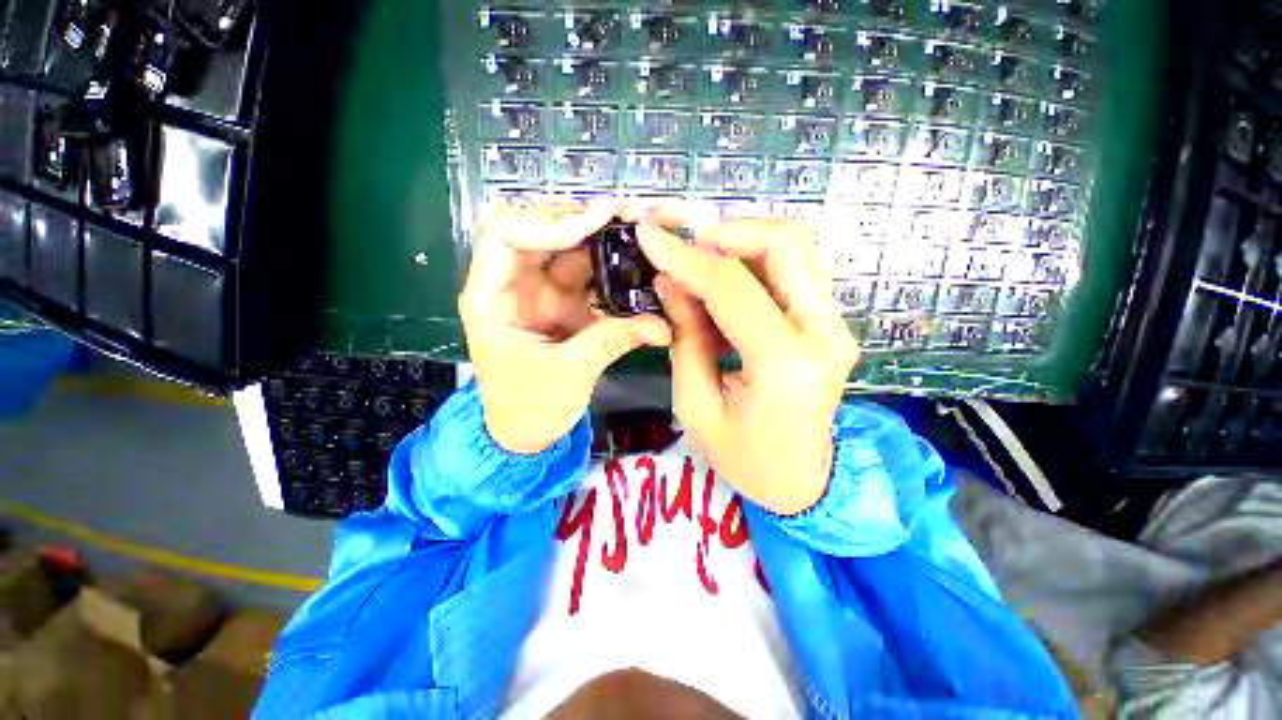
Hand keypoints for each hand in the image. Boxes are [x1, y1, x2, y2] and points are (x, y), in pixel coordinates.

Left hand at [460, 202, 672, 453]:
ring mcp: (539, 292)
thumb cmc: (530, 407)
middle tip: (628, 214)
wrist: (525, 433)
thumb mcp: (571, 373)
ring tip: (639, 227)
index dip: (550, 222)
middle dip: (583, 218)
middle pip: (539, 231)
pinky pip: (585, 274)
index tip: (598, 221)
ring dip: (601, 237)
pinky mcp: (563, 303)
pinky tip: (635, 258)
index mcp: (491, 297)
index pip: (506, 235)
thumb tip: (664, 326)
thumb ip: (615, 340)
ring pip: (567, 248)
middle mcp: (512, 284)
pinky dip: (609, 265)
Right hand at [633, 209, 858, 514]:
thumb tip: (669, 281)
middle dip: (726, 232)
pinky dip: (754, 261)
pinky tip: (723, 280)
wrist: (802, 480)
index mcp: (784, 365)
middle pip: (785, 244)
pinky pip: (793, 269)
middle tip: (684, 244)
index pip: (733, 288)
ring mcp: (834, 324)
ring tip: (700, 260)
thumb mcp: (696, 405)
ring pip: (795, 247)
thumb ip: (685, 337)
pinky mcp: (830, 323)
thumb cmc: (744, 457)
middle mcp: (822, 333)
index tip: (649, 237)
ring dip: (742, 241)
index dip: (686, 257)